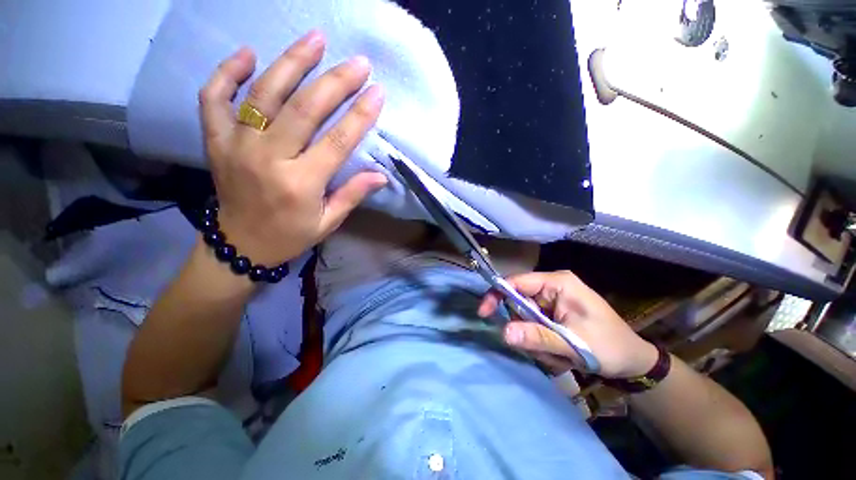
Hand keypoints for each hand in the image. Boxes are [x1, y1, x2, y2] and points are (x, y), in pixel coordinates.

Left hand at [199, 30, 388, 265]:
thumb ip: (352, 195)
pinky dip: (227, 73)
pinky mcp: (216, 141)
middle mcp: (268, 159)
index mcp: (300, 184)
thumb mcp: (328, 222)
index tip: (377, 92)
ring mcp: (237, 146)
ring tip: (314, 39)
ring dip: (291, 63)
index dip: (360, 115)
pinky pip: (214, 99)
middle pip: (303, 110)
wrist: (240, 244)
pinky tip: (248, 54)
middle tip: (357, 62)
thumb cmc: (291, 235)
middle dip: (335, 82)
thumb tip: (381, 176)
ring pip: (264, 95)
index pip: (337, 141)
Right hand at [477, 270, 658, 378]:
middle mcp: (551, 286)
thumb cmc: (610, 347)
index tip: (484, 314)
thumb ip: (537, 337)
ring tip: (557, 354)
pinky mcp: (552, 312)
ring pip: (524, 316)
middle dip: (524, 327)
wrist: (633, 362)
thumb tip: (503, 332)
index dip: (497, 295)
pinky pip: (533, 324)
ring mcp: (551, 299)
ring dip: (534, 338)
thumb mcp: (573, 344)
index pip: (516, 281)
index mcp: (557, 282)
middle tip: (542, 350)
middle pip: (518, 301)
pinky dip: (539, 341)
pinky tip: (558, 353)